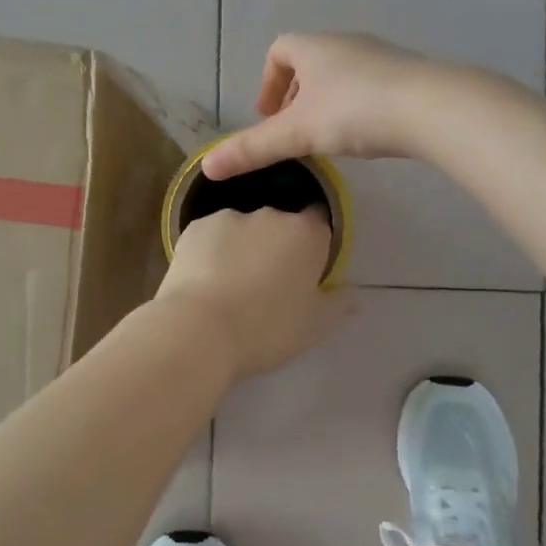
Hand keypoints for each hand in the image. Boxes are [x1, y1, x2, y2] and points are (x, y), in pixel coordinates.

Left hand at [154, 206, 347, 379]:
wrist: (198, 331)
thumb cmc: (265, 329)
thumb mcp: (314, 327)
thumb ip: (338, 304)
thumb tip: (350, 290)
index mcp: (306, 234)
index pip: (320, 222)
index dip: (315, 244)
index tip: (306, 269)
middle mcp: (270, 214)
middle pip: (281, 224)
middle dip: (277, 246)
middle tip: (267, 284)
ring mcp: (229, 217)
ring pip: (244, 229)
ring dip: (243, 247)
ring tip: (230, 285)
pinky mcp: (194, 228)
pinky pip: (212, 236)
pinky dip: (212, 251)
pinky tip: (205, 280)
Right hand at [202, 33, 455, 179]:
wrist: (431, 108)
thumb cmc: (354, 111)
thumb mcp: (297, 133)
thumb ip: (253, 149)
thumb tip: (207, 167)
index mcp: (313, 48)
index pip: (279, 51)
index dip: (267, 82)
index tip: (268, 115)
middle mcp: (345, 43)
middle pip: (310, 61)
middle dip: (296, 94)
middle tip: (293, 130)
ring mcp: (380, 56)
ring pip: (342, 73)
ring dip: (327, 100)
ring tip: (327, 136)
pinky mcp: (407, 74)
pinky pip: (371, 84)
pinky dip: (357, 104)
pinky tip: (365, 133)